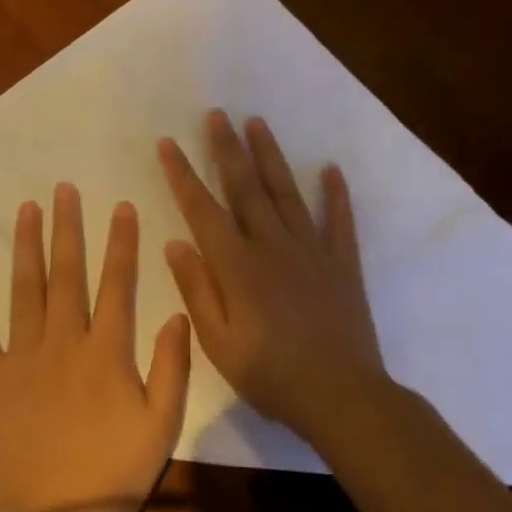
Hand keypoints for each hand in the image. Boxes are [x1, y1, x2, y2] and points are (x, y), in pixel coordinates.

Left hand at [0, 184, 191, 511]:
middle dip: (67, 229)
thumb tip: (178, 313)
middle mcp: (62, 341)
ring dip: (25, 248)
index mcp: (106, 351)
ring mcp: (21, 357)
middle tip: (63, 189)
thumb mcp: (162, 423)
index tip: (121, 207)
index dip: (121, 243)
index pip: (117, 284)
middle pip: (66, 274)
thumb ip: (173, 366)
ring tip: (26, 210)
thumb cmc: (114, 470)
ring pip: (23, 290)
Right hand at [158, 111, 386, 445]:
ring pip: (287, 193)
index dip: (183, 175)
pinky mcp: (342, 264)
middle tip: (217, 114)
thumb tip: (175, 244)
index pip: (203, 210)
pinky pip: (339, 221)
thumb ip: (197, 290)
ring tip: (257, 123)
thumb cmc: (272, 376)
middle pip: (246, 188)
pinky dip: (336, 194)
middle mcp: (273, 246)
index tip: (168, 144)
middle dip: (227, 149)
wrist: (343, 397)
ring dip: (271, 156)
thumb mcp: (219, 344)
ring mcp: (312, 251)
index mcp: (238, 267)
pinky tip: (331, 169)